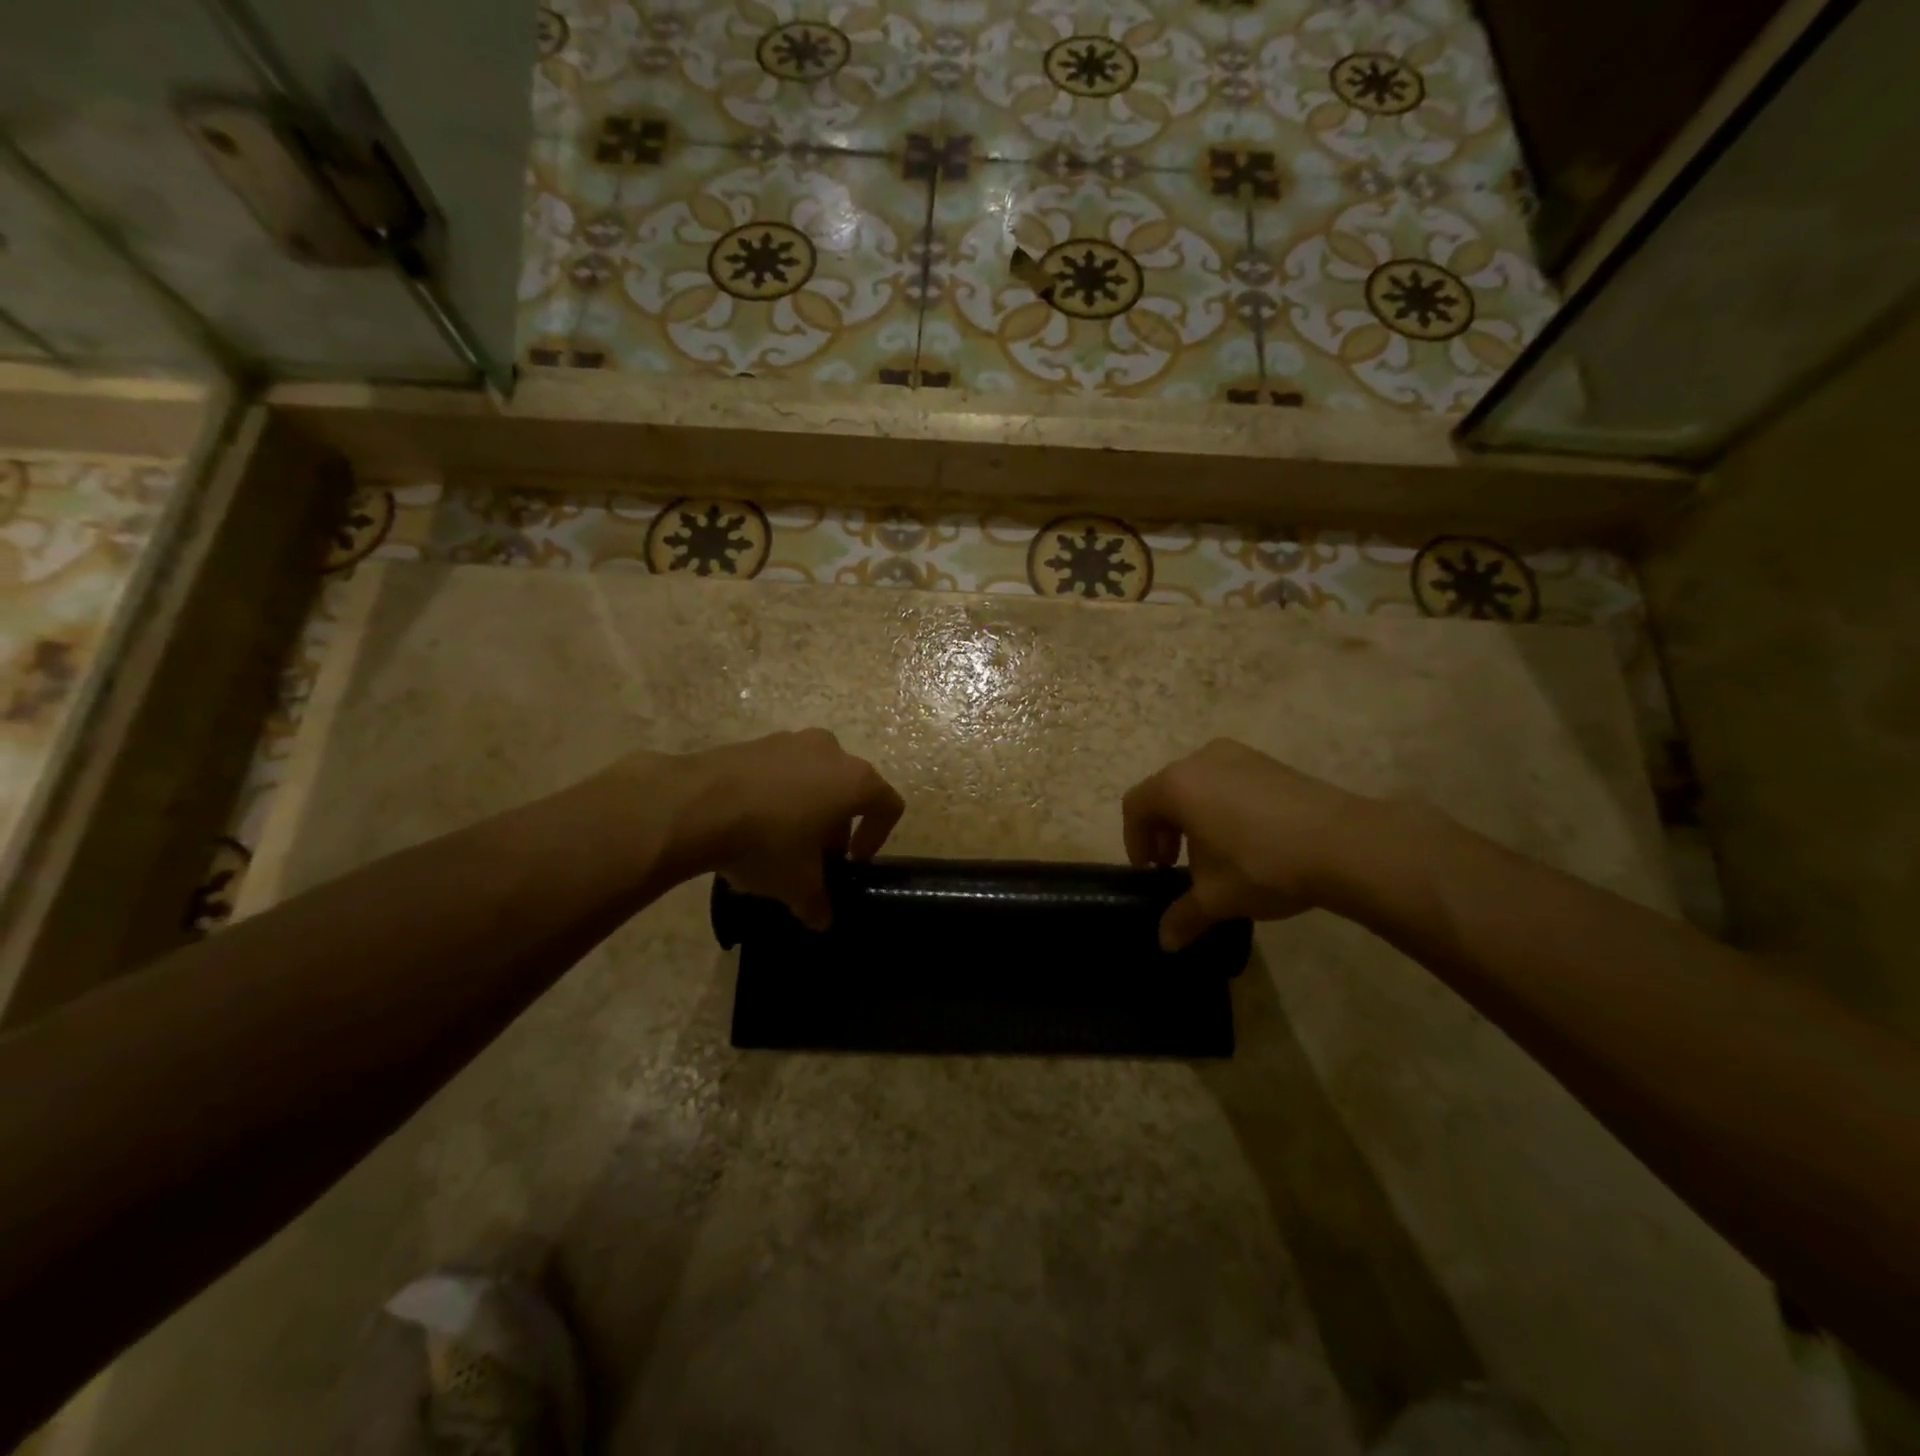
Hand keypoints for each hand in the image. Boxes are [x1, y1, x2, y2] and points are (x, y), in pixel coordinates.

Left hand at [677, 729, 904, 930]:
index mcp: (855, 781)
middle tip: (815, 857)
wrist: (695, 805)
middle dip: (837, 825)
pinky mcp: (755, 741)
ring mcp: (791, 741)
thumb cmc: (766, 842)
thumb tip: (822, 920)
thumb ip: (818, 903)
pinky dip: (777, 795)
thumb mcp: (797, 884)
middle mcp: (830, 751)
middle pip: (849, 789)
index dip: (877, 838)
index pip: (887, 806)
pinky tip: (751, 823)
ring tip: (780, 841)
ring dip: (807, 808)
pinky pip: (780, 770)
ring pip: (814, 777)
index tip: (851, 864)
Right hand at [1122, 739, 1372, 949]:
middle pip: (1166, 792)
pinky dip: (1223, 806)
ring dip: (1194, 818)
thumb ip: (1183, 916)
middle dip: (1164, 831)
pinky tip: (1248, 840)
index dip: (1135, 841)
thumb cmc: (1263, 865)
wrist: (1346, 844)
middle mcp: (1201, 760)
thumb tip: (1164, 942)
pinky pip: (1229, 781)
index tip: (1152, 872)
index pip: (1136, 807)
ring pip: (1199, 785)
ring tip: (1214, 854)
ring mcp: (1239, 755)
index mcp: (1177, 786)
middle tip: (1175, 865)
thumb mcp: (1217, 898)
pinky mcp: (1270, 762)